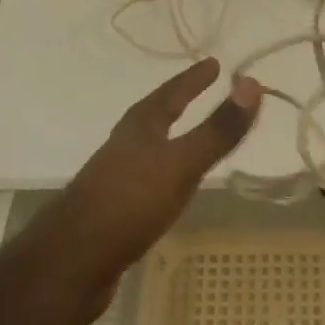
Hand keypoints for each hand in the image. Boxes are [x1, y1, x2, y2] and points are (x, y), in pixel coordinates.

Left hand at [58, 59, 260, 280]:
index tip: (215, 63)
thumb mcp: (181, 162)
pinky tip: (171, 188)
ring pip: (150, 146)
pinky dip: (166, 171)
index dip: (194, 78)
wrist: (72, 261)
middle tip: (203, 90)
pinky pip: (148, 178)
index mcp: (140, 126)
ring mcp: (116, 176)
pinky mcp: (114, 208)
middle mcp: (125, 144)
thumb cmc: (130, 201)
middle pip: (156, 115)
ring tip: (191, 136)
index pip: (172, 92)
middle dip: (178, 102)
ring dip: (171, 136)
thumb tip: (252, 83)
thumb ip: (218, 129)